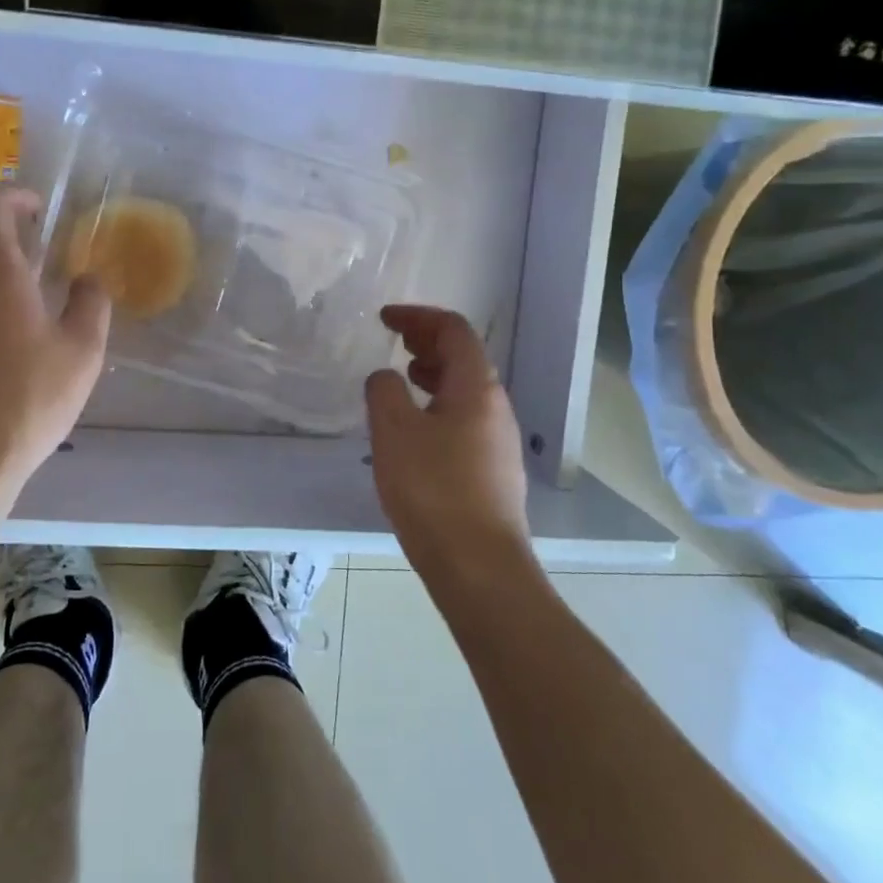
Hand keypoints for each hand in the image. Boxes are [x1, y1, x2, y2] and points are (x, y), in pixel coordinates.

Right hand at [365, 306, 535, 589]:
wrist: (479, 566)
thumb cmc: (434, 489)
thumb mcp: (393, 431)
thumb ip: (384, 391)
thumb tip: (386, 378)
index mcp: (476, 387)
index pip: (453, 330)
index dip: (418, 316)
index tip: (384, 318)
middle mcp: (495, 407)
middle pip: (464, 357)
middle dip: (427, 341)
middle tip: (393, 340)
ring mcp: (498, 441)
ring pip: (464, 391)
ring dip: (433, 374)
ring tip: (402, 379)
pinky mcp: (492, 471)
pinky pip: (463, 419)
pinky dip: (437, 406)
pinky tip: (414, 431)